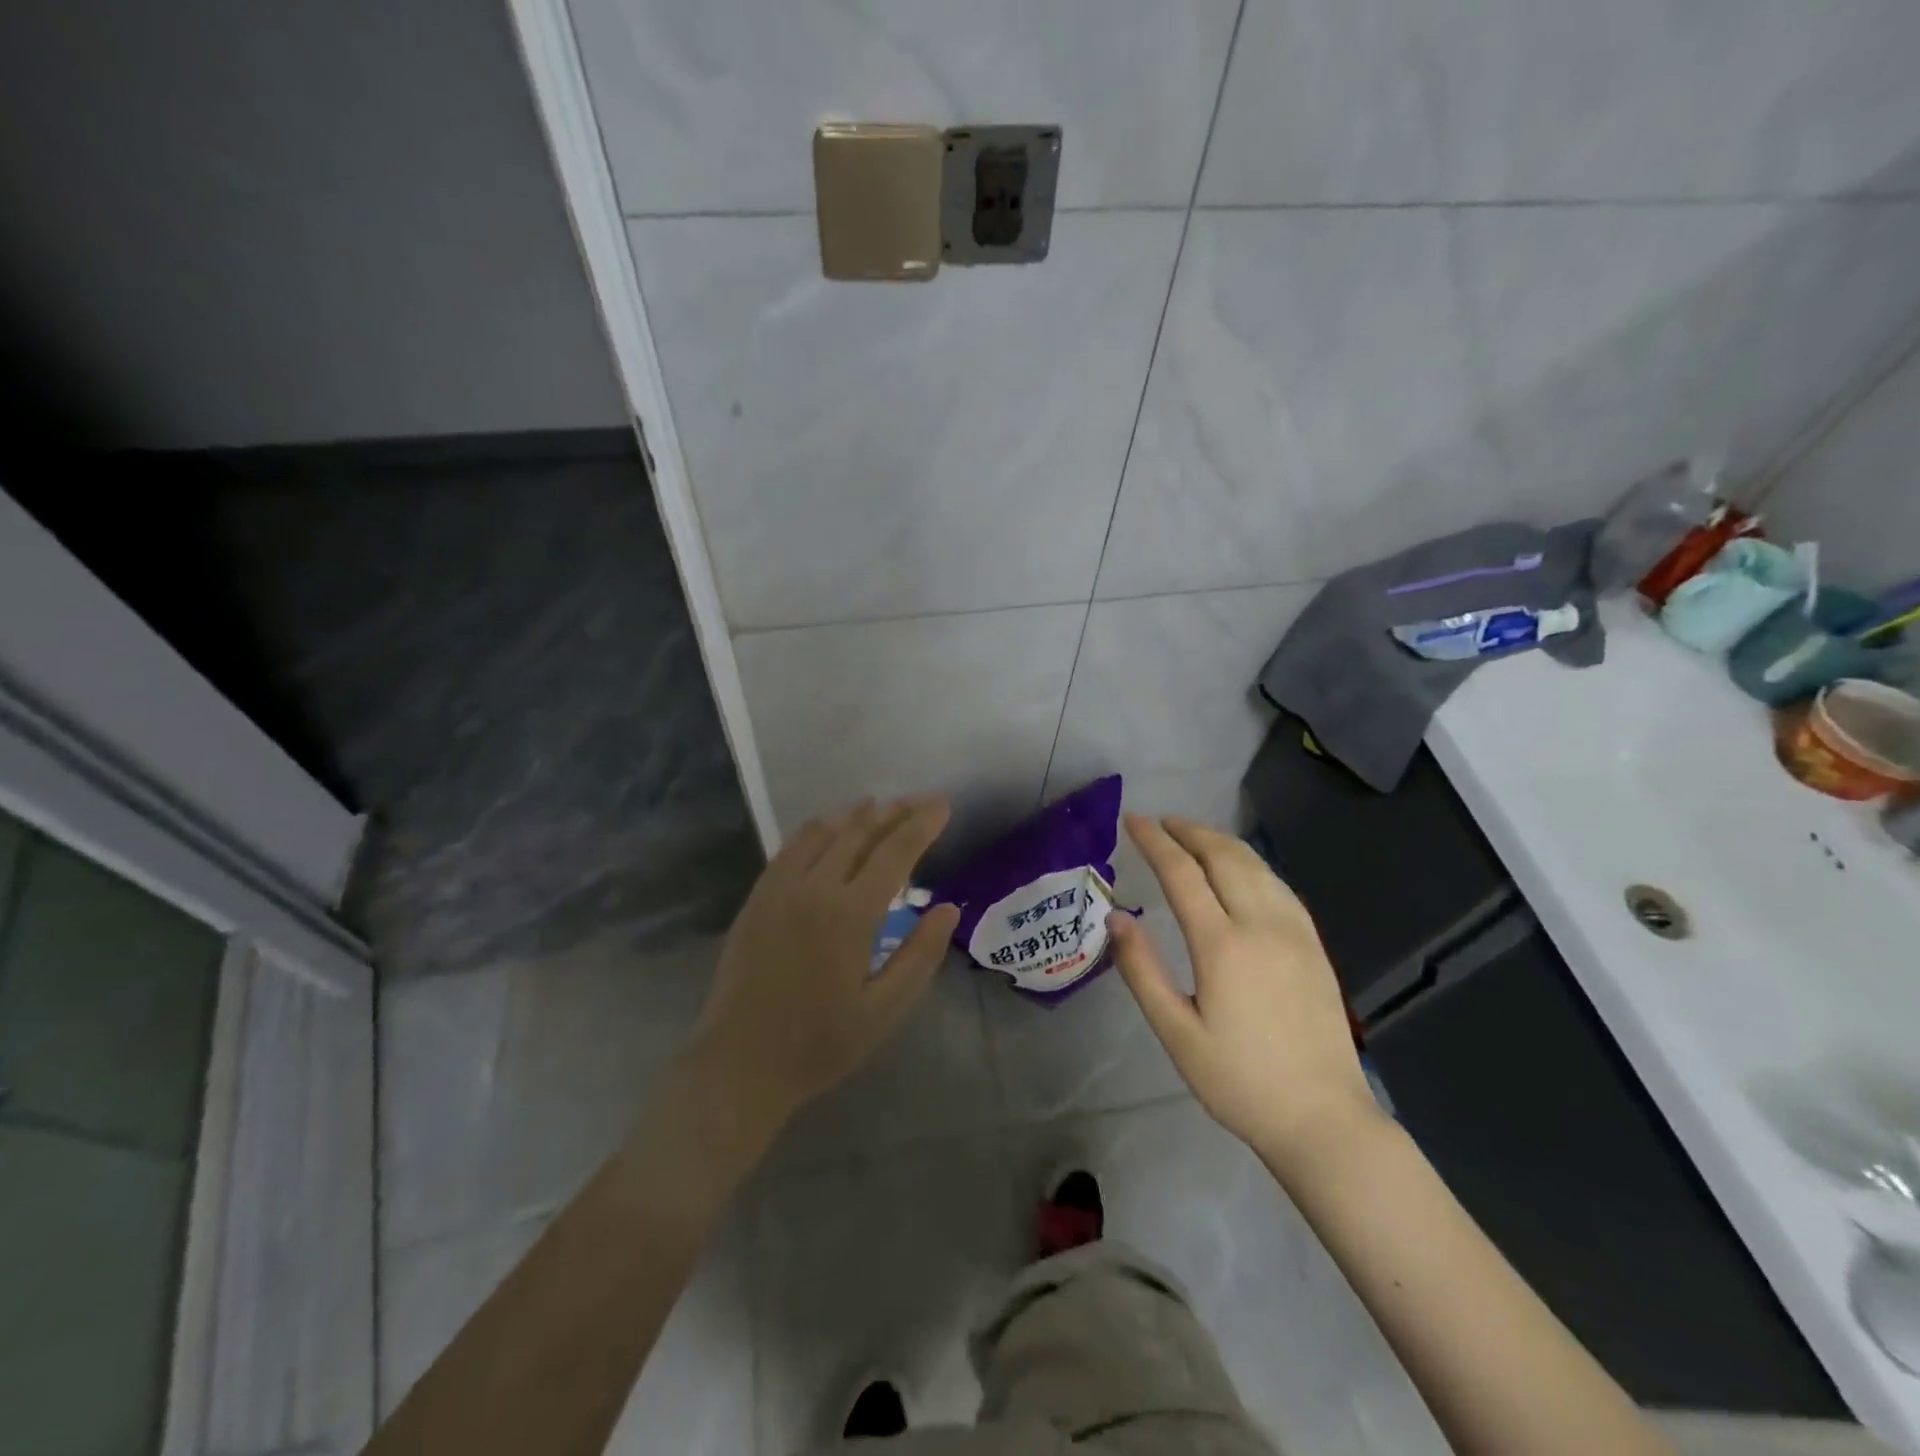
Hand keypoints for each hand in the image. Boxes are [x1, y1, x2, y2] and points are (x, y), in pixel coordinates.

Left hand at [689, 796, 959, 1129]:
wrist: (740, 1064)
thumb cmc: (820, 1044)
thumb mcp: (883, 1010)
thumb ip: (919, 955)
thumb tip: (949, 908)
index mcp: (850, 915)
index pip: (894, 852)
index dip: (922, 824)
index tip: (943, 805)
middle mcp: (814, 888)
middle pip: (860, 832)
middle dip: (895, 812)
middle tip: (921, 801)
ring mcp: (780, 889)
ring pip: (824, 832)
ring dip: (857, 814)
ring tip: (882, 805)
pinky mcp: (758, 897)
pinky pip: (792, 847)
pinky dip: (819, 828)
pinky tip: (831, 828)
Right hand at [1110, 814, 1384, 1173]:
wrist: (1325, 1119)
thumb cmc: (1240, 1081)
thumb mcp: (1176, 1034)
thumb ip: (1141, 971)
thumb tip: (1116, 917)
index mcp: (1222, 944)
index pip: (1182, 872)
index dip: (1154, 841)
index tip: (1132, 820)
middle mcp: (1262, 924)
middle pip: (1223, 856)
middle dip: (1189, 830)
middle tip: (1161, 821)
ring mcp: (1295, 931)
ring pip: (1255, 865)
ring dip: (1220, 841)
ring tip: (1193, 836)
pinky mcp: (1314, 944)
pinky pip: (1278, 884)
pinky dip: (1250, 863)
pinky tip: (1240, 870)